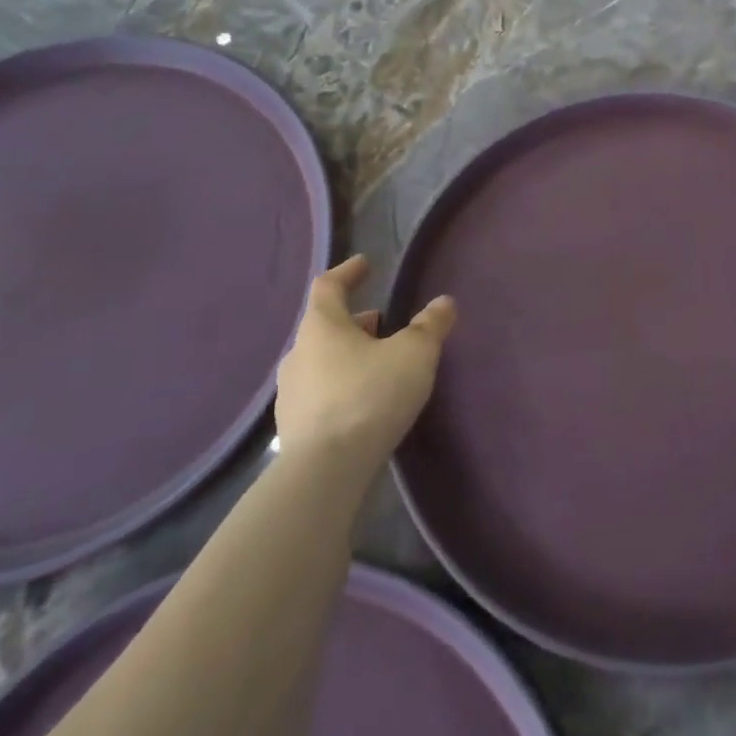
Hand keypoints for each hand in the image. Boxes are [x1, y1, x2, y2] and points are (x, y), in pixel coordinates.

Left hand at [273, 254, 455, 475]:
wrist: (325, 471)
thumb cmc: (370, 396)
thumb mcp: (414, 355)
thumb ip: (430, 325)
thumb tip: (444, 302)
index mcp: (322, 327)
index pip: (329, 286)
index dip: (348, 272)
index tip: (364, 264)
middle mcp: (298, 354)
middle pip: (325, 325)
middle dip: (355, 320)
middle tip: (382, 321)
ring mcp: (291, 393)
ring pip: (322, 360)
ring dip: (347, 354)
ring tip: (377, 363)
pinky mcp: (294, 428)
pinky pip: (320, 393)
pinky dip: (341, 385)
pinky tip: (363, 401)